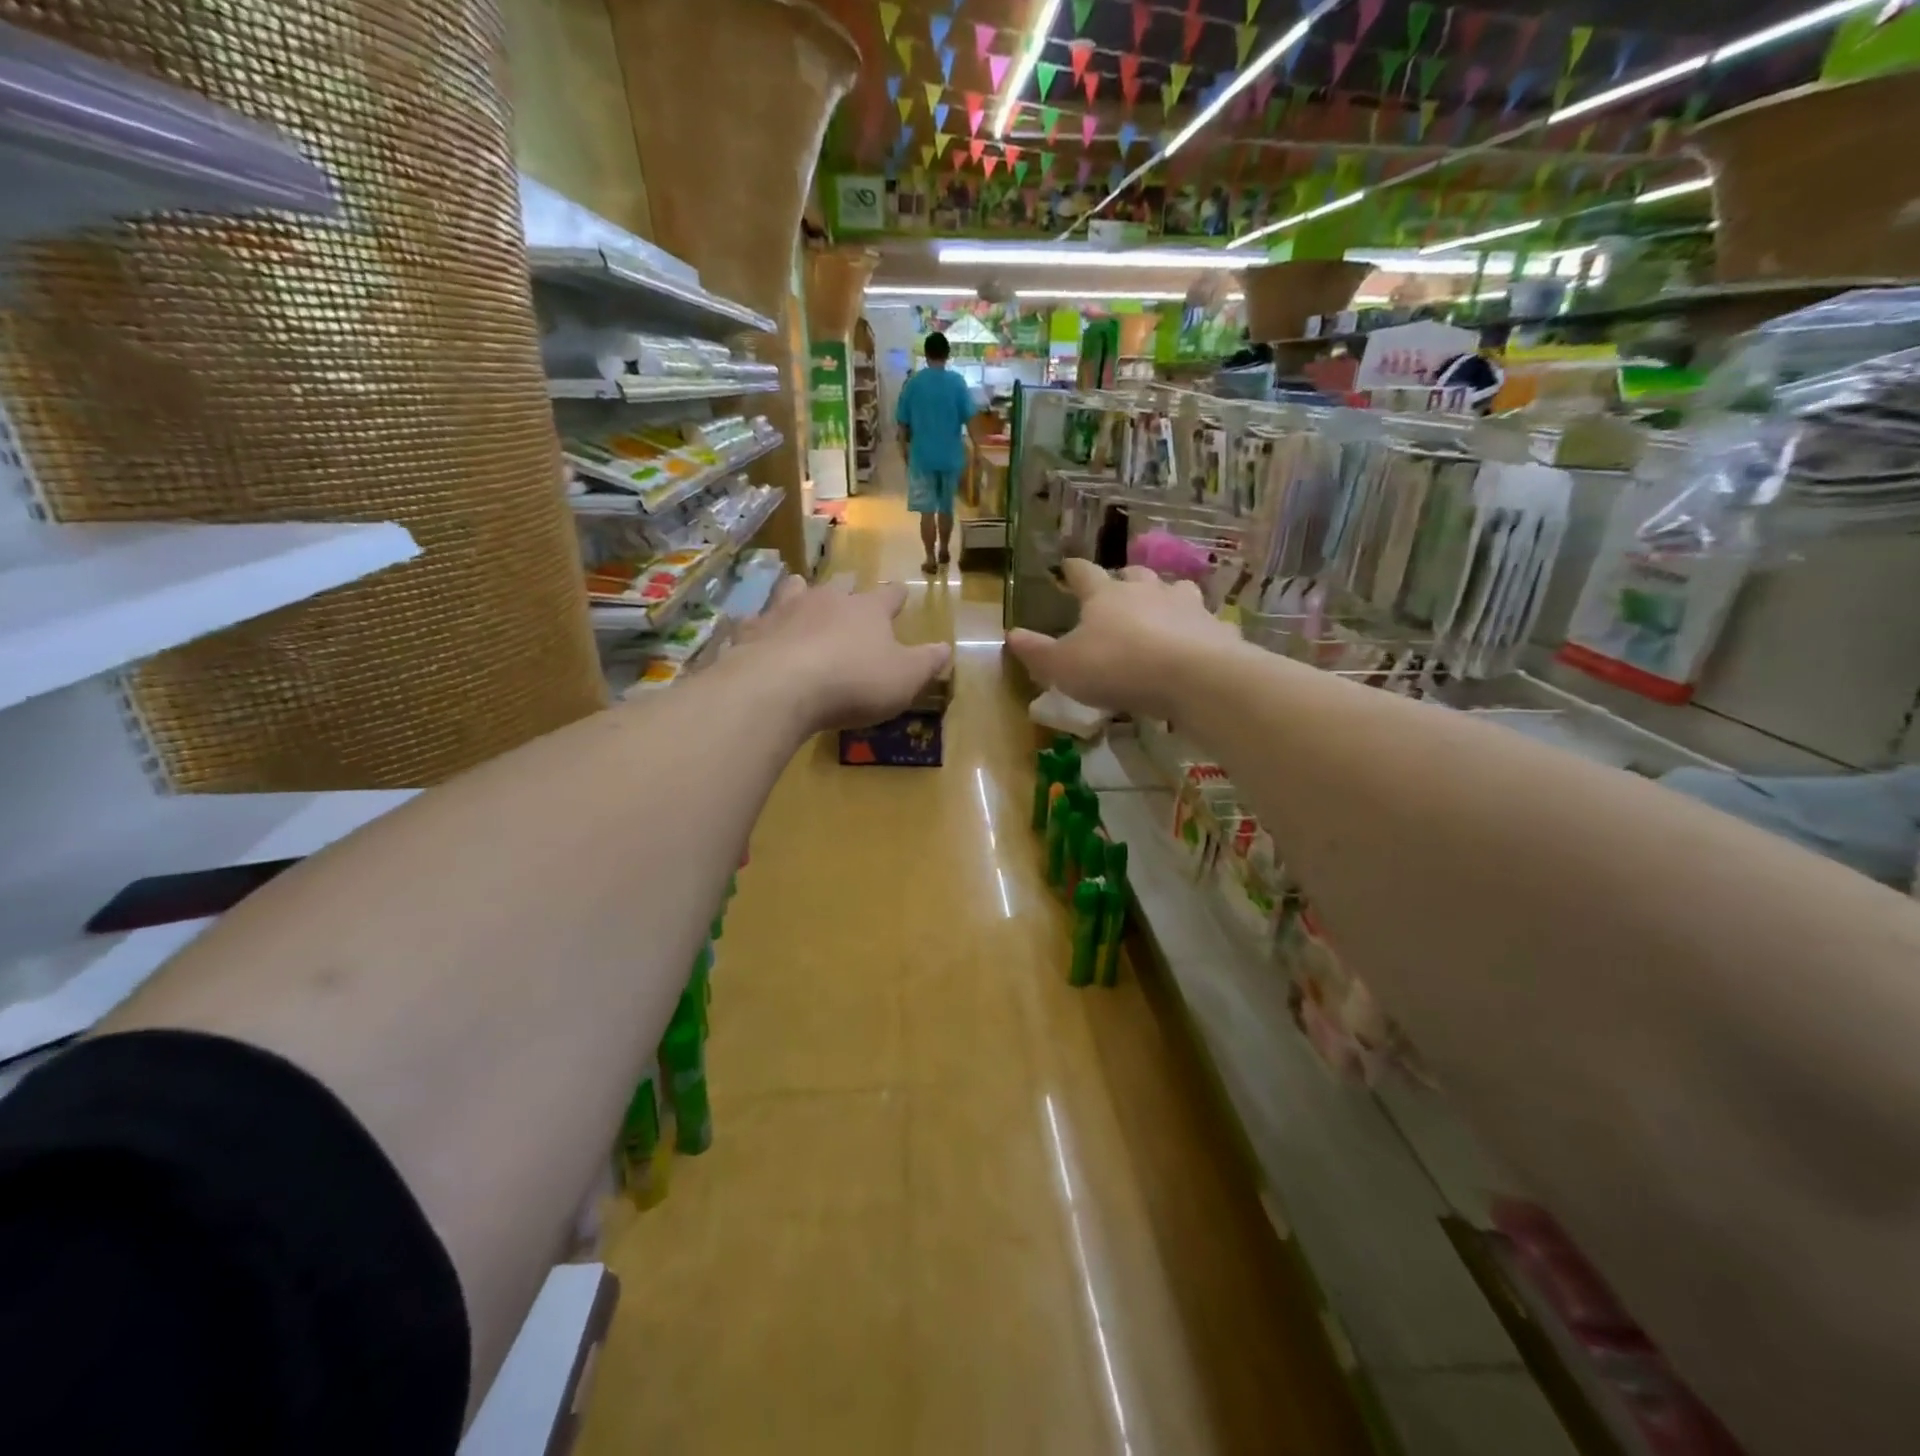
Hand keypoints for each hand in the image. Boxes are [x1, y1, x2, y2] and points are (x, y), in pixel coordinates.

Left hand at [734, 574, 950, 733]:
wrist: (782, 687)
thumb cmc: (854, 682)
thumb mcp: (904, 678)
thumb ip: (926, 662)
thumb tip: (947, 648)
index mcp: (867, 610)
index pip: (888, 596)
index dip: (896, 597)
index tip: (901, 594)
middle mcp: (827, 600)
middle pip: (839, 586)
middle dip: (846, 589)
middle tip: (847, 589)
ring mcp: (785, 611)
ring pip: (794, 590)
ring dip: (799, 591)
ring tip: (798, 589)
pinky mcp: (753, 631)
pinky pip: (756, 620)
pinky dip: (759, 623)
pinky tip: (754, 627)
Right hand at [1007, 559, 1240, 719]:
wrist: (1193, 676)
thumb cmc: (1117, 666)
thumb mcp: (1064, 666)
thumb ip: (1037, 652)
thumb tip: (1011, 635)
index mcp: (1105, 595)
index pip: (1085, 573)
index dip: (1074, 569)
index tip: (1067, 565)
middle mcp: (1146, 590)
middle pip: (1133, 574)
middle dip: (1124, 580)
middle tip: (1118, 589)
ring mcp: (1185, 605)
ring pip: (1173, 589)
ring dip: (1164, 596)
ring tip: (1159, 609)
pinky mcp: (1214, 627)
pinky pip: (1202, 621)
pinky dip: (1195, 627)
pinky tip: (1194, 640)